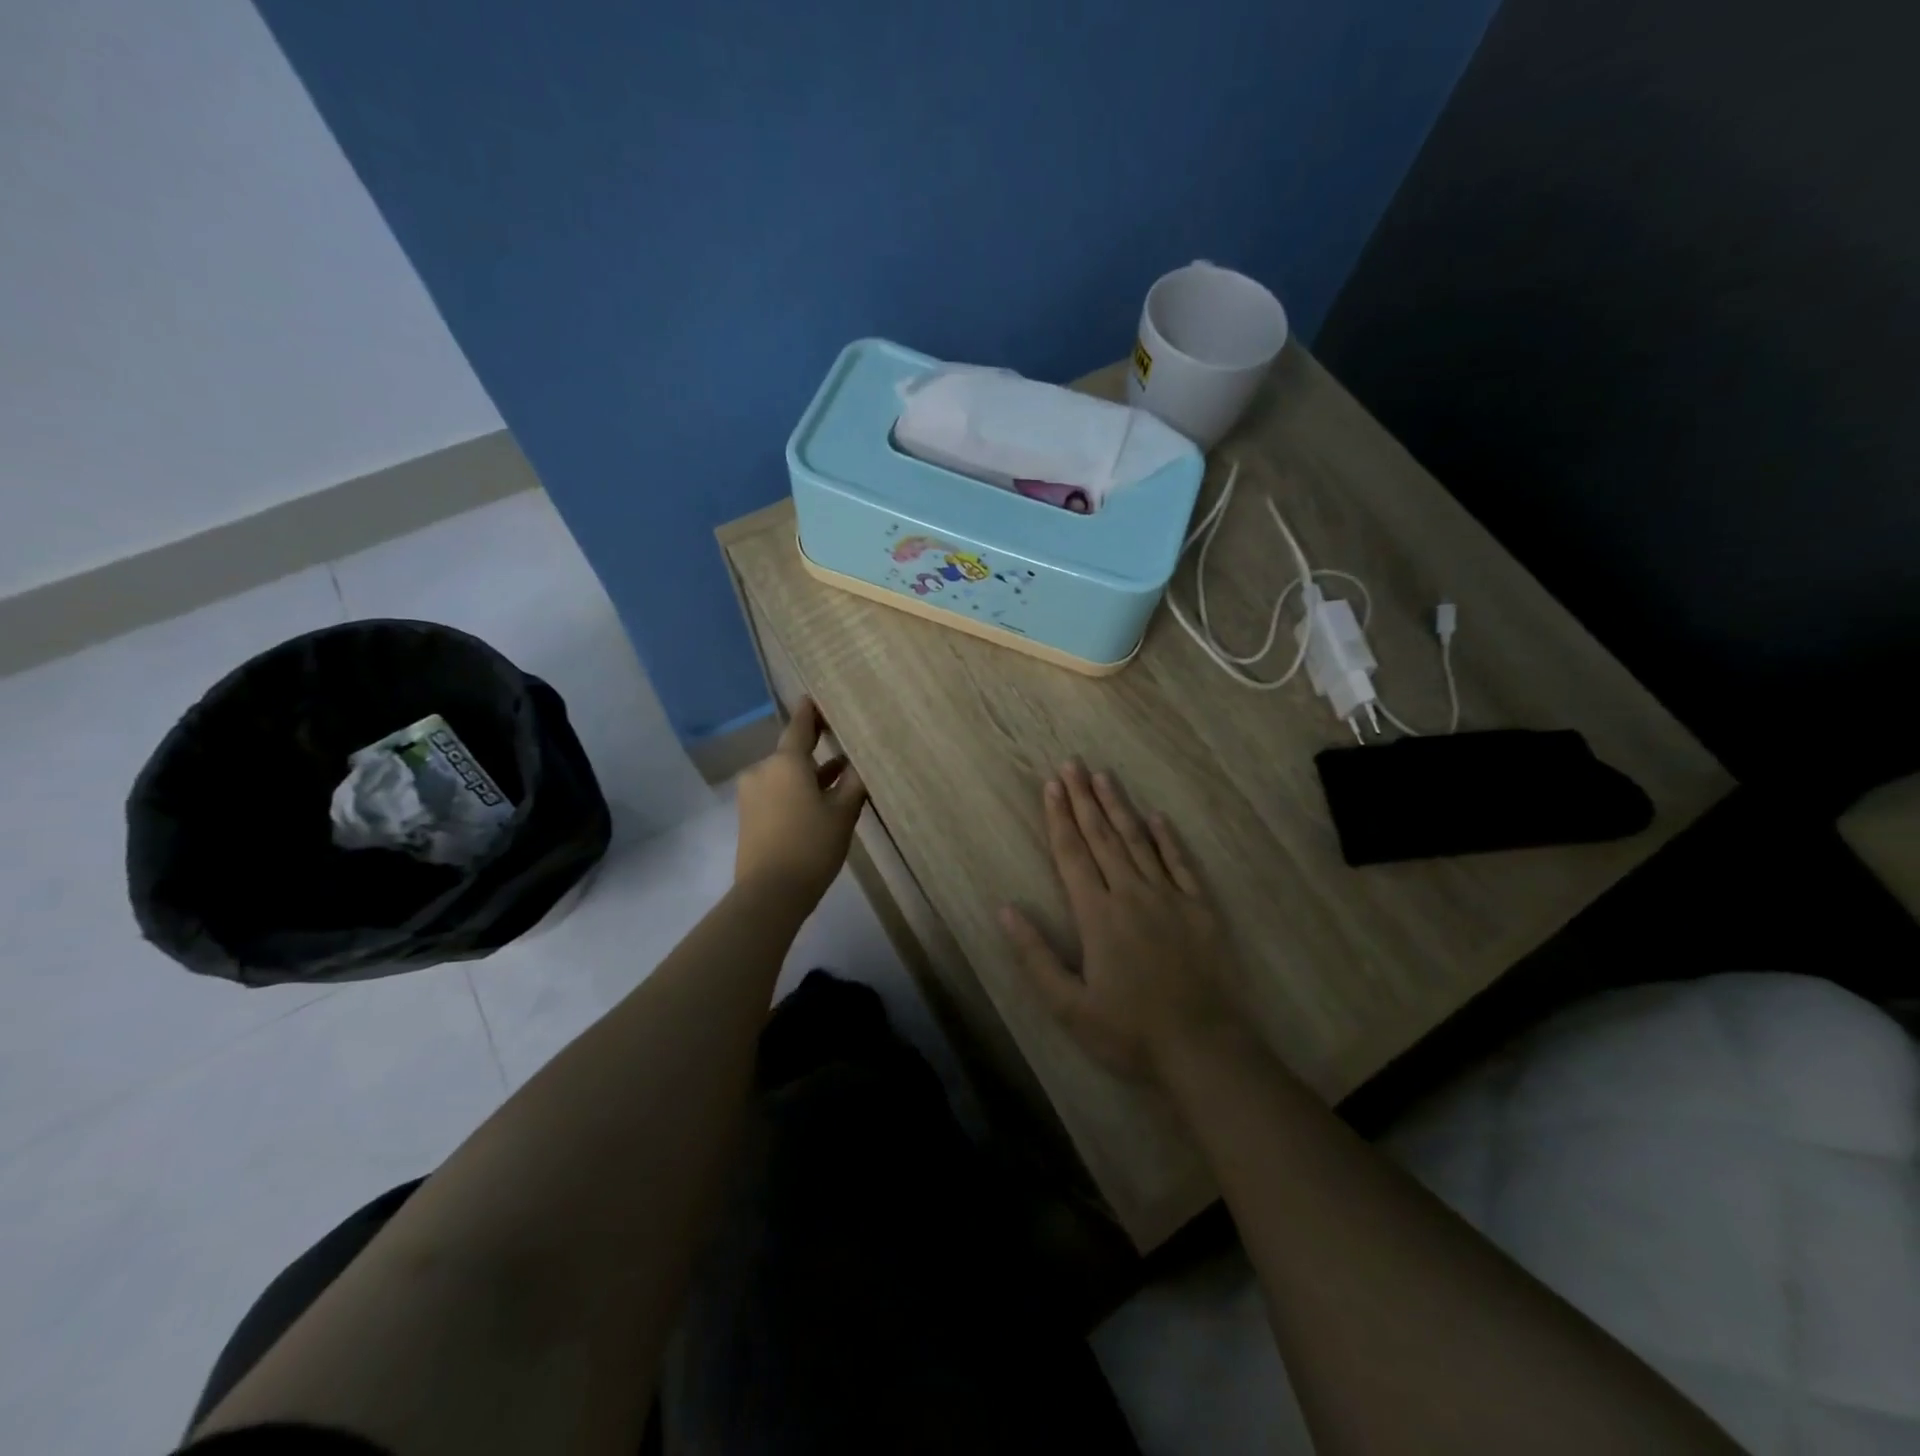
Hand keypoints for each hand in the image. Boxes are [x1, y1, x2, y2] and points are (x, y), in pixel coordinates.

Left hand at [734, 699, 866, 906]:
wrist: (769, 893)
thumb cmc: (811, 846)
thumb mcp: (843, 813)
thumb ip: (854, 782)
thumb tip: (860, 762)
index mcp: (785, 762)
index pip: (799, 726)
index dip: (810, 712)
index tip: (816, 696)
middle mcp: (763, 770)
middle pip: (792, 752)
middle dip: (815, 746)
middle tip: (838, 734)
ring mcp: (752, 793)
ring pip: (786, 775)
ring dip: (809, 773)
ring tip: (840, 773)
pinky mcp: (749, 815)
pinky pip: (777, 792)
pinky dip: (797, 790)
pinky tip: (819, 798)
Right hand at [1001, 762, 1241, 1082]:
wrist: (1203, 1049)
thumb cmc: (1128, 1031)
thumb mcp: (1068, 1005)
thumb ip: (1035, 955)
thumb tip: (1006, 909)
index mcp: (1097, 914)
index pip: (1072, 854)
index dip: (1059, 818)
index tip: (1051, 785)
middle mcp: (1131, 894)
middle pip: (1103, 837)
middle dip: (1084, 798)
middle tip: (1072, 764)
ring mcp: (1169, 898)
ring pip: (1139, 842)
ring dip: (1119, 807)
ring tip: (1104, 776)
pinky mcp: (1200, 910)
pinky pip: (1180, 864)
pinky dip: (1167, 839)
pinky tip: (1157, 817)